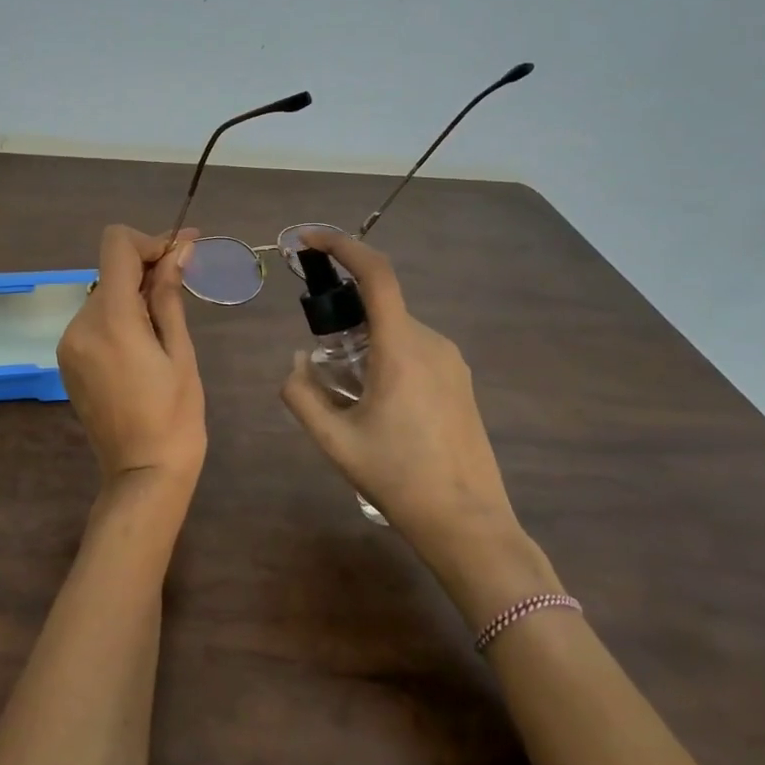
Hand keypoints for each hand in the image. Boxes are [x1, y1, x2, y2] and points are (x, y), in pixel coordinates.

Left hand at [57, 225, 206, 510]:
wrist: (143, 474)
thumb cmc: (175, 416)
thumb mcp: (180, 352)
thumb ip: (169, 296)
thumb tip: (177, 250)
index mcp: (111, 320)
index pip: (116, 246)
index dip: (149, 240)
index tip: (179, 254)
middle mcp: (80, 324)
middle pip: (111, 270)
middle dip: (147, 268)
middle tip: (184, 279)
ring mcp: (69, 344)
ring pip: (104, 295)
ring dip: (133, 294)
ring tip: (166, 321)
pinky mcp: (68, 360)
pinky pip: (94, 321)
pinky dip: (119, 317)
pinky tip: (143, 341)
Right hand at [280, 230, 523, 559]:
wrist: (468, 523)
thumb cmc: (398, 479)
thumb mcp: (335, 441)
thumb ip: (302, 394)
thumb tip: (296, 362)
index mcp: (402, 348)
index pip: (376, 275)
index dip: (342, 246)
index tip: (309, 240)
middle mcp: (432, 342)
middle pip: (381, 306)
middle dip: (344, 316)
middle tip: (319, 359)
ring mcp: (452, 361)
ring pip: (397, 330)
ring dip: (365, 342)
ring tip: (347, 393)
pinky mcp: (461, 381)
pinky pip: (415, 349)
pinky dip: (386, 356)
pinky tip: (378, 404)